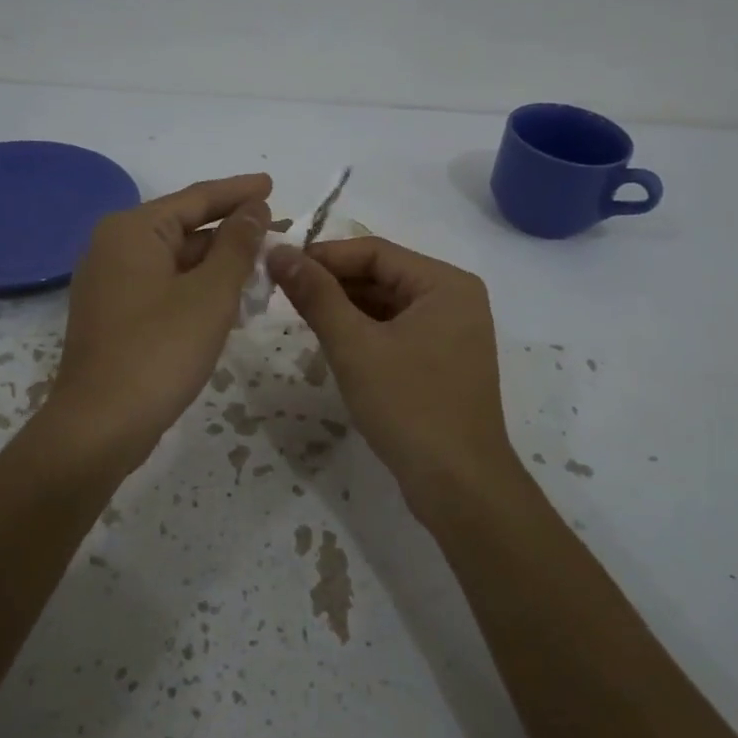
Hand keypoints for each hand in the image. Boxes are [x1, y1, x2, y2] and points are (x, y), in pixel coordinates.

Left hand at [46, 174, 271, 472]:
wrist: (100, 426)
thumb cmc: (159, 351)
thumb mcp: (210, 294)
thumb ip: (237, 246)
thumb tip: (254, 209)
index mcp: (132, 230)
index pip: (196, 198)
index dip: (238, 192)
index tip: (272, 184)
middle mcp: (114, 247)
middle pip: (184, 228)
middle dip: (232, 233)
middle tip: (279, 235)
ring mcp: (111, 283)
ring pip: (176, 261)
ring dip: (219, 265)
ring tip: (264, 270)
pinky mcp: (114, 315)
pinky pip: (164, 287)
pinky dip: (198, 289)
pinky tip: (231, 303)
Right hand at [268, 237, 523, 523]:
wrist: (459, 485)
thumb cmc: (409, 406)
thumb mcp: (354, 346)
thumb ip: (316, 295)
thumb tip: (278, 252)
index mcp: (445, 284)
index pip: (374, 252)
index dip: (323, 256)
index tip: (278, 266)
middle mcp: (455, 299)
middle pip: (383, 275)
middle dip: (333, 283)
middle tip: (282, 292)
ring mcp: (452, 332)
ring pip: (388, 305)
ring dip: (346, 308)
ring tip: (300, 315)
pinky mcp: (443, 361)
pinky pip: (397, 331)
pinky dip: (365, 332)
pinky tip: (333, 343)